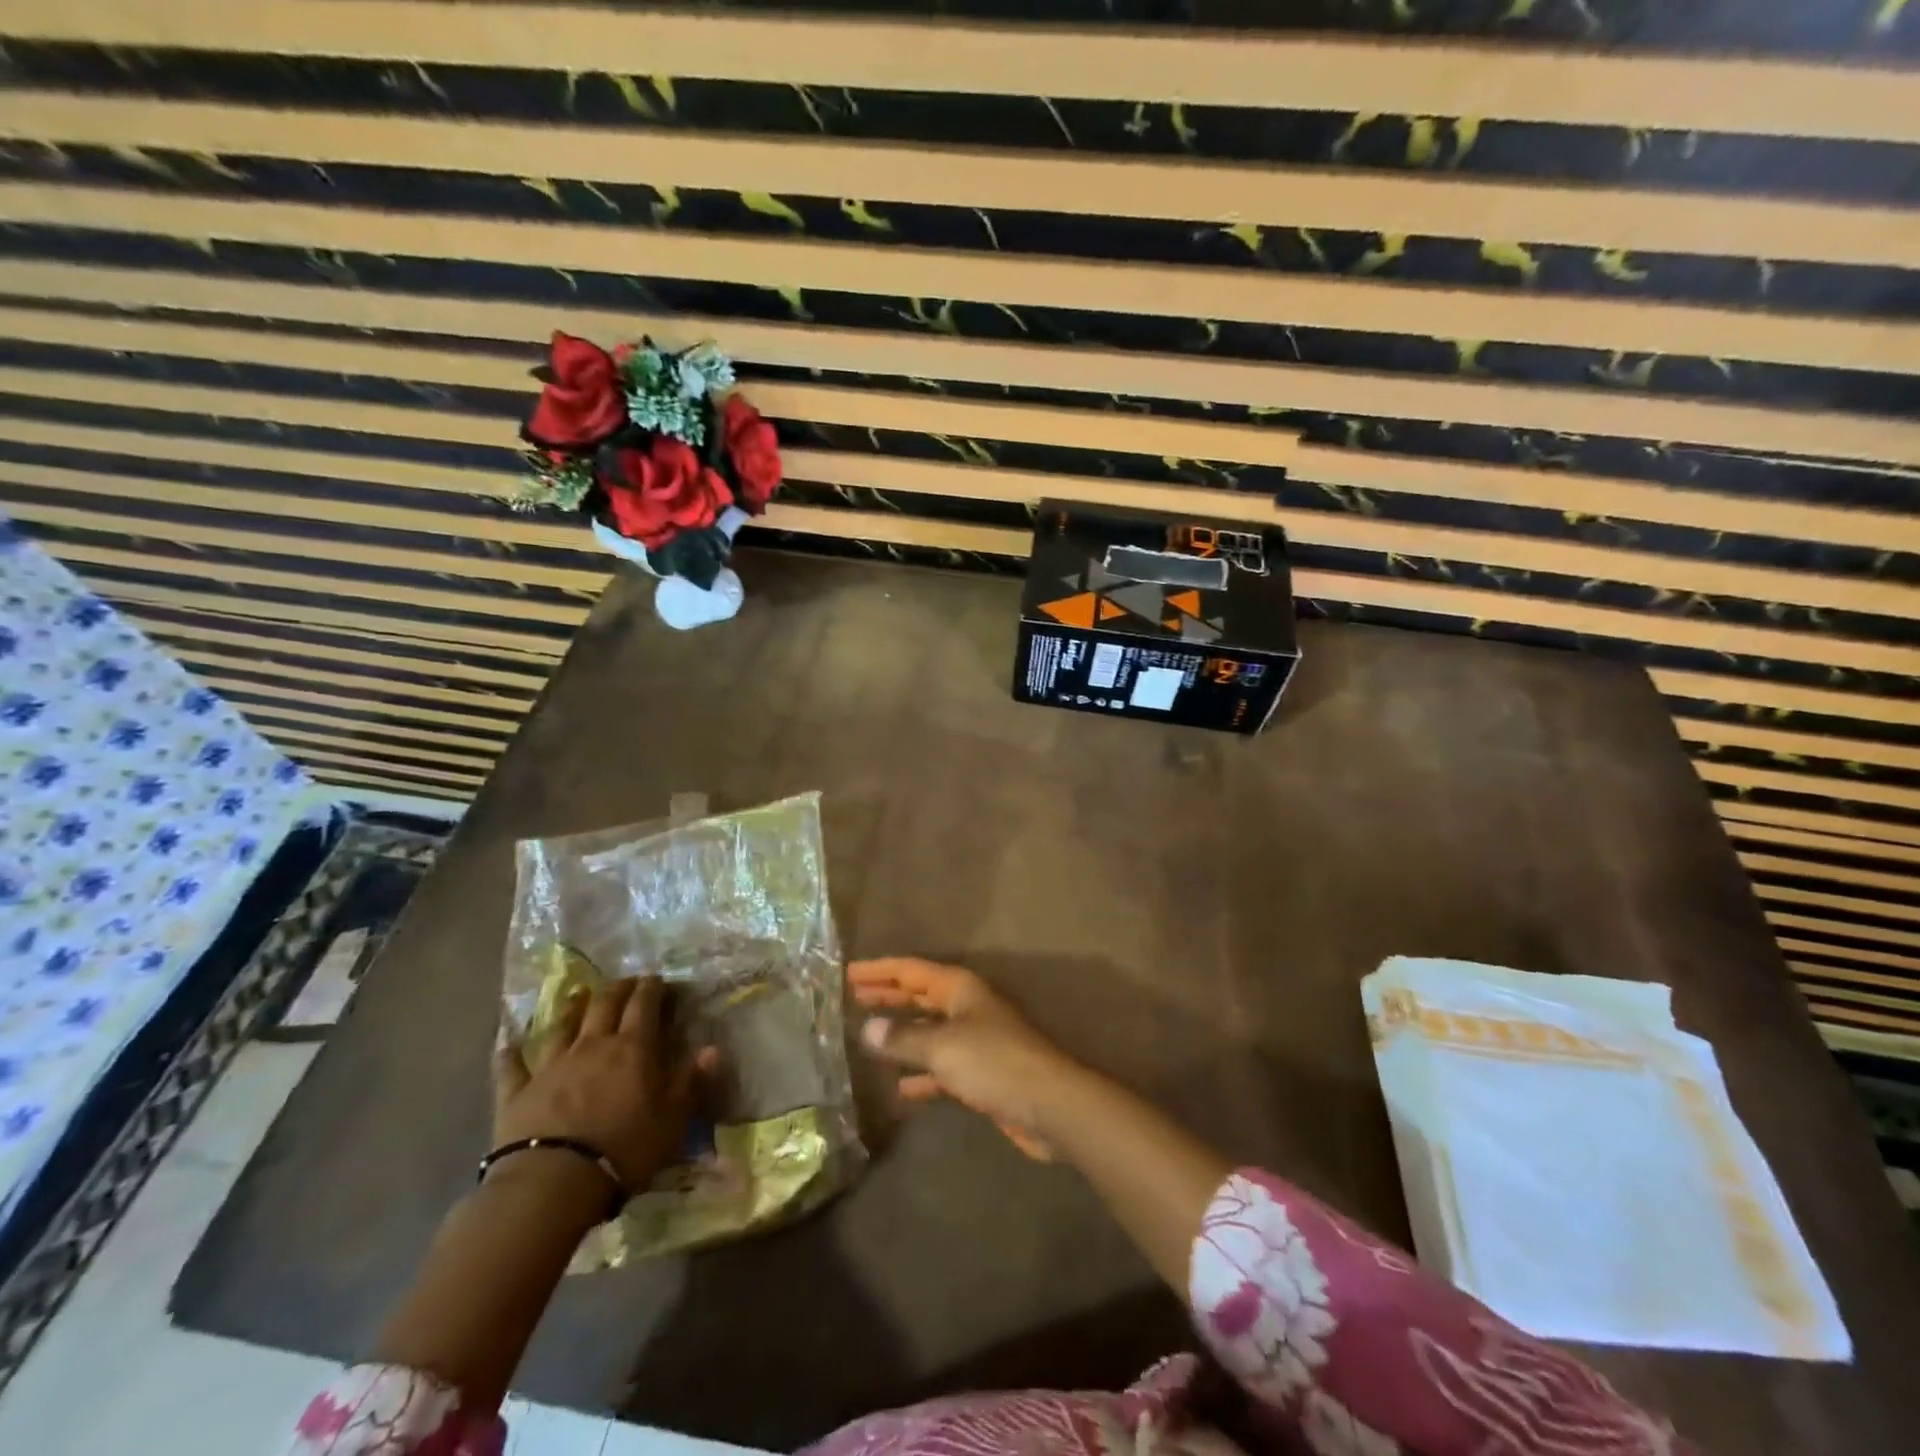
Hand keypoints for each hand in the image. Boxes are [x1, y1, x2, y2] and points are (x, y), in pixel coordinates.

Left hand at [493, 977, 709, 1195]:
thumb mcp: (671, 1119)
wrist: (551, 1183)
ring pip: (562, 1026)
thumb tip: (713, 1048)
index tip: (657, 979)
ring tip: (577, 993)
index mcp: (632, 1048)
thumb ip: (691, 1081)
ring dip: (572, 1007)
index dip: (652, 989)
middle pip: (605, 1005)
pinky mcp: (516, 1092)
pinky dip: (510, 1052)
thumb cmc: (623, 1149)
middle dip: (618, 989)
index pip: (644, 1006)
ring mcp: (551, 1066)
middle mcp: (592, 1046)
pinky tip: (507, 1042)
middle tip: (627, 981)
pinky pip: (512, 1066)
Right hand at [850, 958, 1079, 1159]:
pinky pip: (941, 1067)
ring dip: (901, 1034)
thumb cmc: (994, 1063)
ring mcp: (974, 1041)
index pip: (911, 970)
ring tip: (866, 1037)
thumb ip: (902, 1039)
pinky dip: (920, 1073)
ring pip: (928, 1031)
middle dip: (888, 996)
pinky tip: (900, 1089)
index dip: (880, 970)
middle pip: (920, 996)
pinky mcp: (980, 1074)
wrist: (1048, 1105)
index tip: (849, 972)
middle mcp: (966, 1008)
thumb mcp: (943, 1047)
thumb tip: (866, 1029)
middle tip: (852, 996)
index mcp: (959, 989)